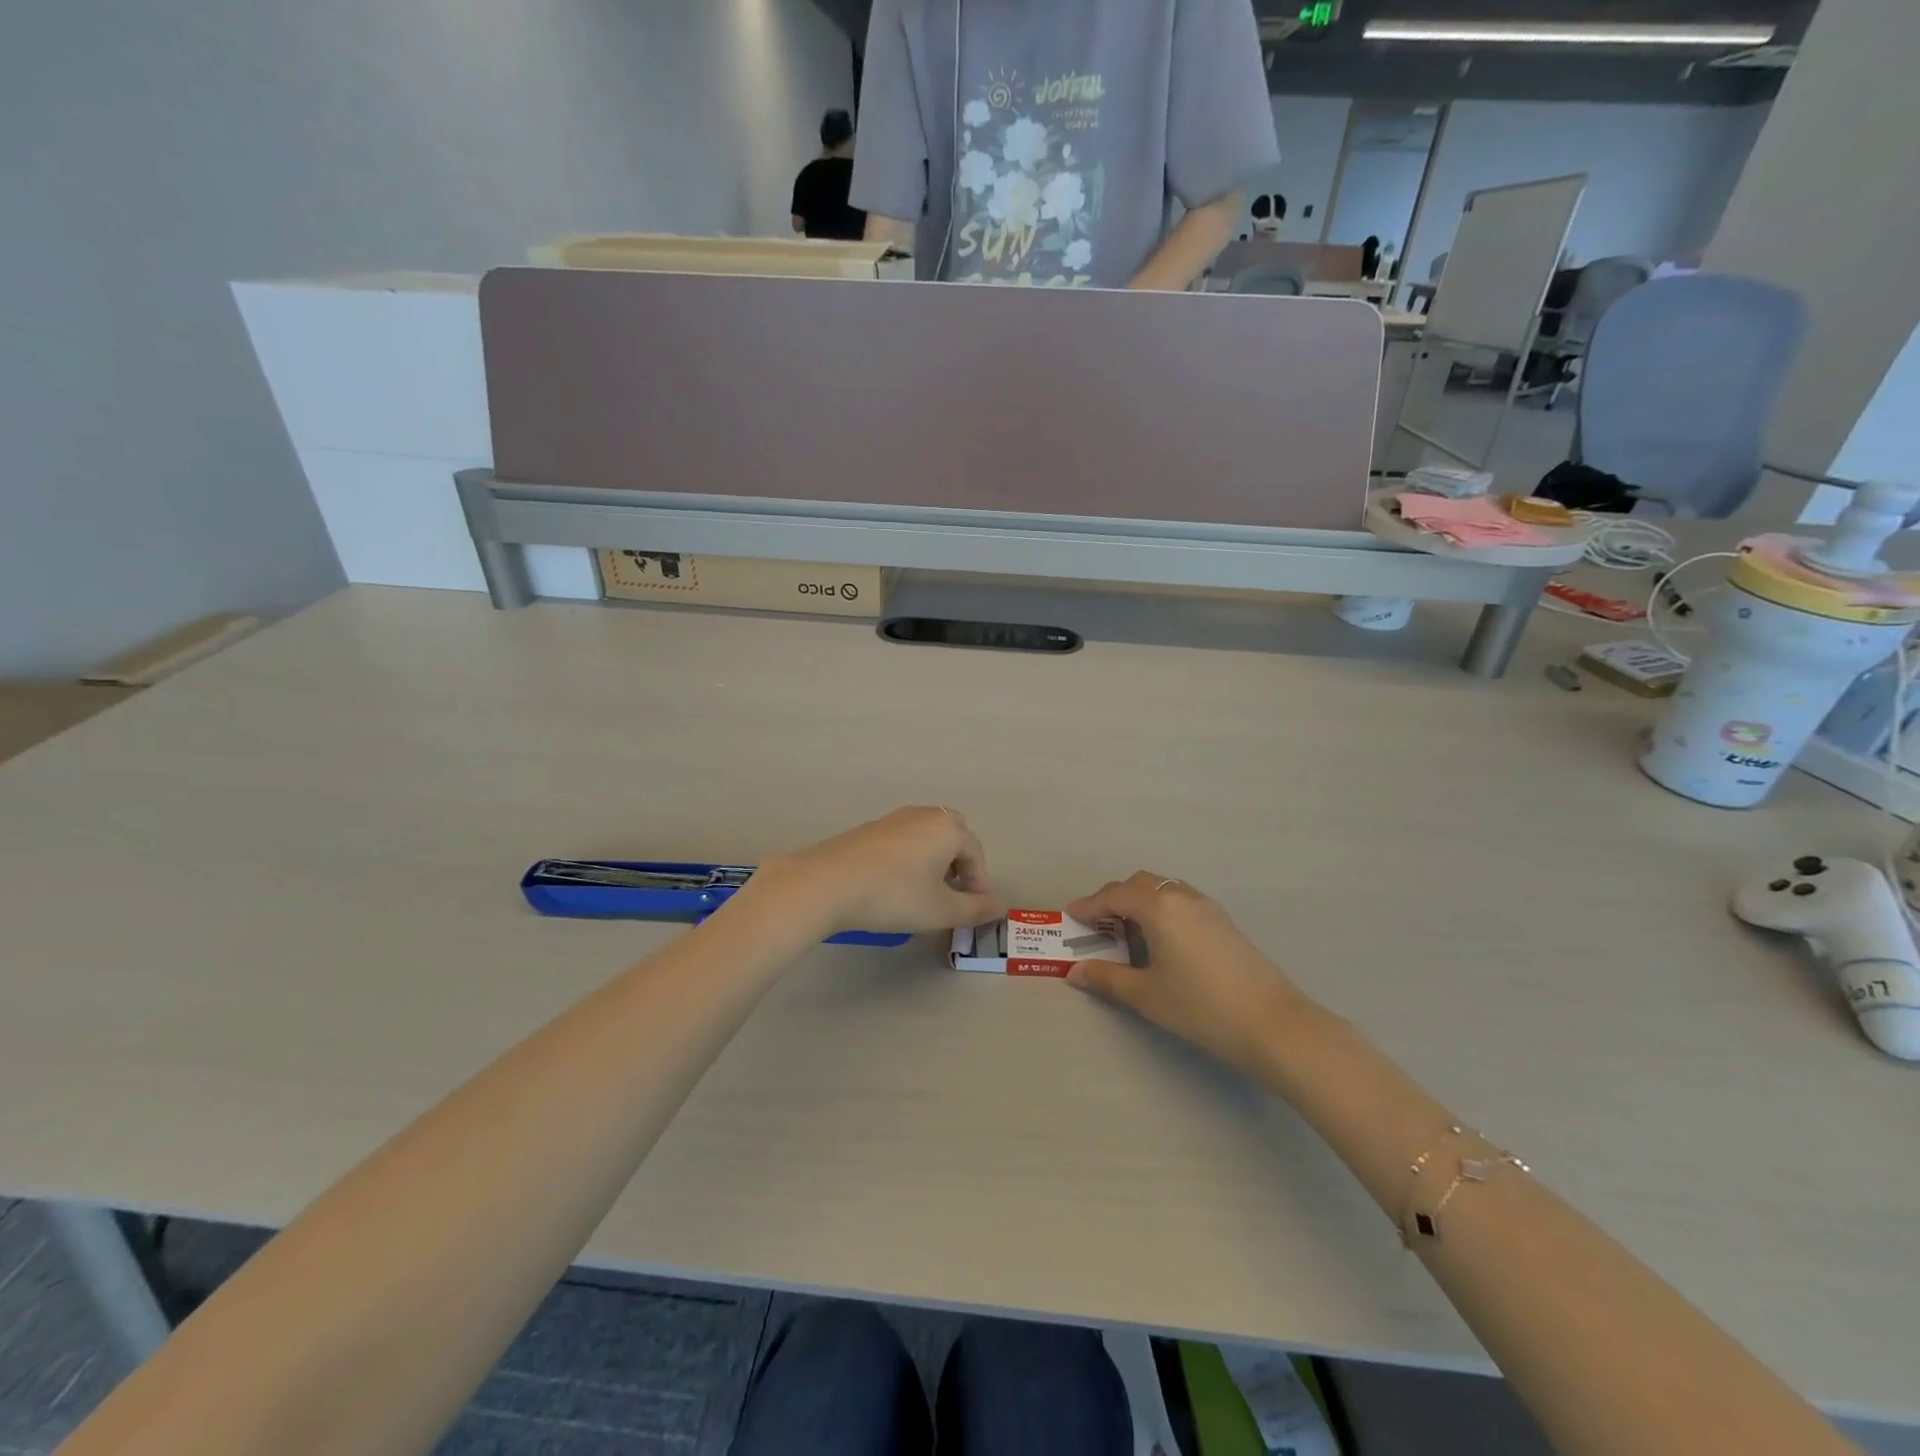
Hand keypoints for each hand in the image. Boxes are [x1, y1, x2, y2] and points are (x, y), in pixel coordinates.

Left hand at [754, 807, 999, 934]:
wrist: (827, 883)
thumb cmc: (894, 895)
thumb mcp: (941, 910)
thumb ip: (976, 909)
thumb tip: (1000, 906)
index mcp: (948, 828)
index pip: (976, 854)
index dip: (980, 884)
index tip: (972, 911)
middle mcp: (924, 815)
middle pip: (953, 837)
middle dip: (959, 866)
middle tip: (952, 896)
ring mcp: (894, 819)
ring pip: (926, 838)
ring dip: (934, 862)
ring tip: (924, 894)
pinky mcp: (869, 829)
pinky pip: (902, 841)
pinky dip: (909, 860)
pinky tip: (893, 886)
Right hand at [1065, 873, 1305, 1075]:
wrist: (1272, 1023)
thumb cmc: (1200, 1006)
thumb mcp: (1146, 995)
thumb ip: (1107, 979)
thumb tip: (1074, 973)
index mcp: (1158, 906)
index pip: (1114, 896)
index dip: (1089, 906)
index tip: (1069, 917)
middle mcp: (1182, 896)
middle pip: (1140, 884)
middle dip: (1113, 898)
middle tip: (1095, 923)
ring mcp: (1207, 907)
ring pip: (1164, 890)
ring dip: (1140, 901)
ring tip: (1126, 930)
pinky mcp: (1224, 922)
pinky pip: (1182, 901)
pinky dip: (1162, 909)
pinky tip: (1161, 939)